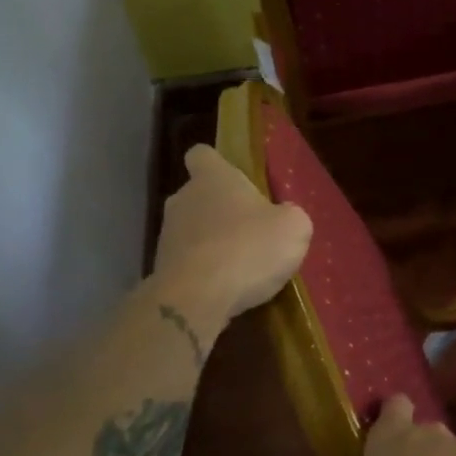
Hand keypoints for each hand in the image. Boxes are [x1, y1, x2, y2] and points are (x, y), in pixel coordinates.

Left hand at [154, 144, 311, 323]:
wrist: (196, 300)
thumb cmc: (249, 248)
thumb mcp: (294, 227)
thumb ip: (289, 215)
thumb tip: (281, 216)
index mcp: (213, 178)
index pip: (202, 154)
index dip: (217, 164)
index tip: (235, 179)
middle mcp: (183, 199)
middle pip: (199, 195)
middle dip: (221, 209)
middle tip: (252, 229)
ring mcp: (167, 236)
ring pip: (193, 230)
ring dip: (213, 242)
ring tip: (242, 265)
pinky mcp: (161, 270)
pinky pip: (188, 262)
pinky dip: (205, 271)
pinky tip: (227, 288)